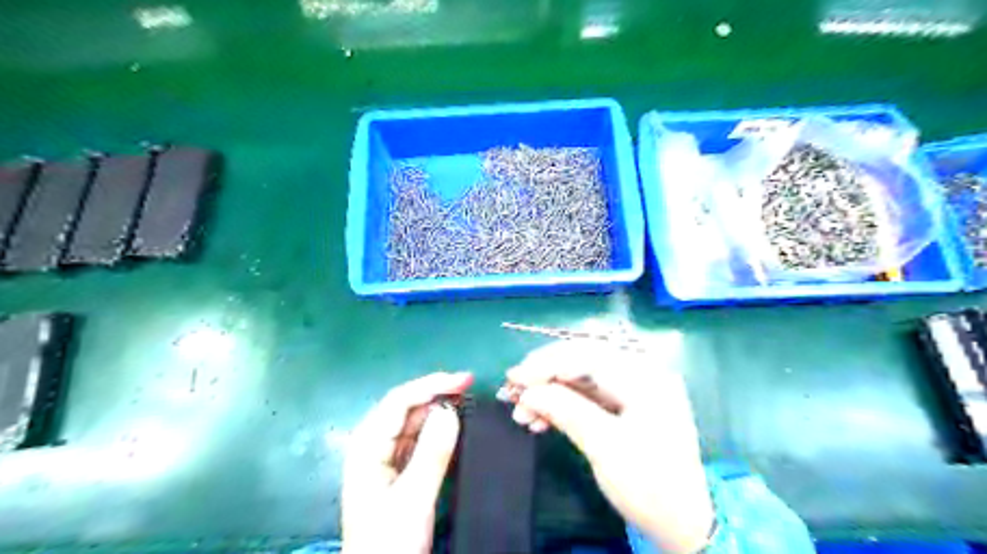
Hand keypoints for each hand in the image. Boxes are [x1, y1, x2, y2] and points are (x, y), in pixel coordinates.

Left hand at [344, 372, 473, 553]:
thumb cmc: (388, 542)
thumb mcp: (413, 499)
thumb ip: (432, 454)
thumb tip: (450, 410)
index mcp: (367, 446)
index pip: (399, 401)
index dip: (432, 384)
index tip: (465, 379)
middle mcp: (372, 444)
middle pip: (405, 406)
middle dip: (436, 392)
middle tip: (469, 386)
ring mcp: (383, 456)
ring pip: (412, 420)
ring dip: (437, 407)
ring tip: (465, 399)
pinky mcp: (395, 469)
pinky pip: (416, 437)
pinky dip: (435, 427)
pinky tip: (451, 424)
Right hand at [505, 341, 713, 553]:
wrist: (682, 523)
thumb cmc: (649, 484)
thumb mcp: (605, 447)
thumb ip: (565, 410)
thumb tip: (526, 391)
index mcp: (645, 376)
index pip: (587, 354)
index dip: (546, 363)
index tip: (513, 377)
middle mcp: (639, 373)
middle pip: (581, 361)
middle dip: (544, 376)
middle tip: (512, 390)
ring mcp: (632, 389)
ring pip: (579, 378)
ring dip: (548, 392)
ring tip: (521, 413)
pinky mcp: (623, 405)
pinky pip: (585, 396)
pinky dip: (560, 405)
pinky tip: (539, 420)